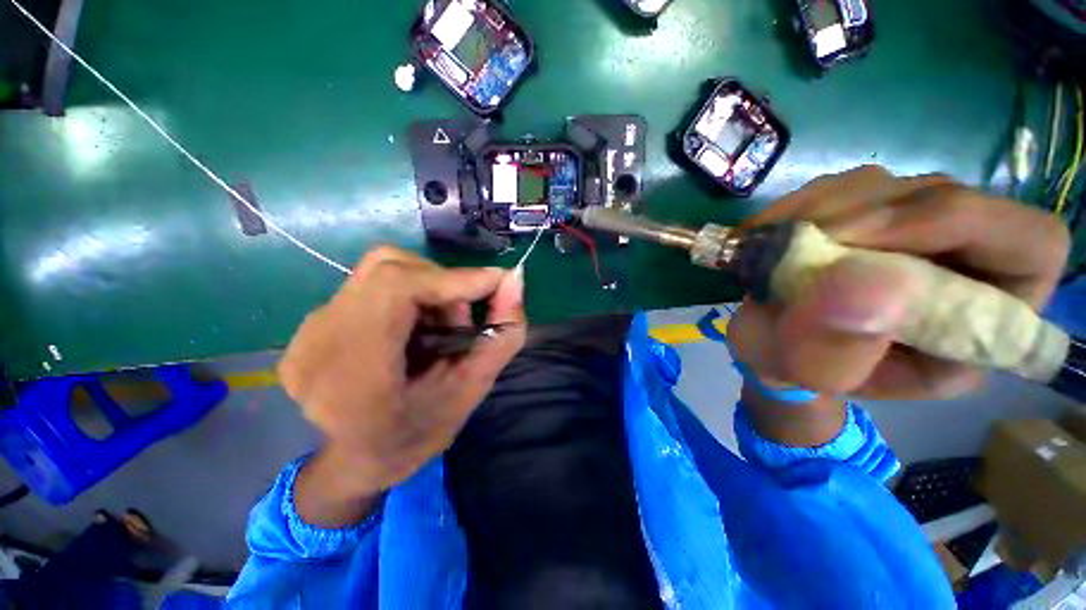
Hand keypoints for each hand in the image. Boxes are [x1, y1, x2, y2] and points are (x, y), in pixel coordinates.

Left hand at [279, 247, 525, 499]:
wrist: (352, 462)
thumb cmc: (416, 437)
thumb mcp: (471, 391)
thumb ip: (502, 335)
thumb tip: (514, 280)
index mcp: (354, 373)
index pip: (396, 288)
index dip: (453, 278)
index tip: (496, 282)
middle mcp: (319, 341)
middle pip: (389, 268)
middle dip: (442, 284)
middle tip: (461, 319)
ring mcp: (308, 330)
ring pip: (381, 272)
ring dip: (425, 288)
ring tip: (438, 326)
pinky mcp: (311, 325)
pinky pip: (370, 285)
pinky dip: (406, 296)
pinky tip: (412, 330)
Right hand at [729, 166, 1069, 399]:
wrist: (777, 345)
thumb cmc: (810, 370)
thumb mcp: (825, 376)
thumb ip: (844, 346)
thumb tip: (853, 284)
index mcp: (984, 315)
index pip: (1031, 243)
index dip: (966, 224)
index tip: (865, 239)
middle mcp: (962, 256)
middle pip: (948, 196)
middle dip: (870, 216)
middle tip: (802, 241)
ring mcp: (909, 225)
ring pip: (887, 185)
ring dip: (823, 210)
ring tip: (775, 246)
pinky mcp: (863, 211)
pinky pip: (839, 187)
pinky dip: (799, 205)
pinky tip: (770, 233)